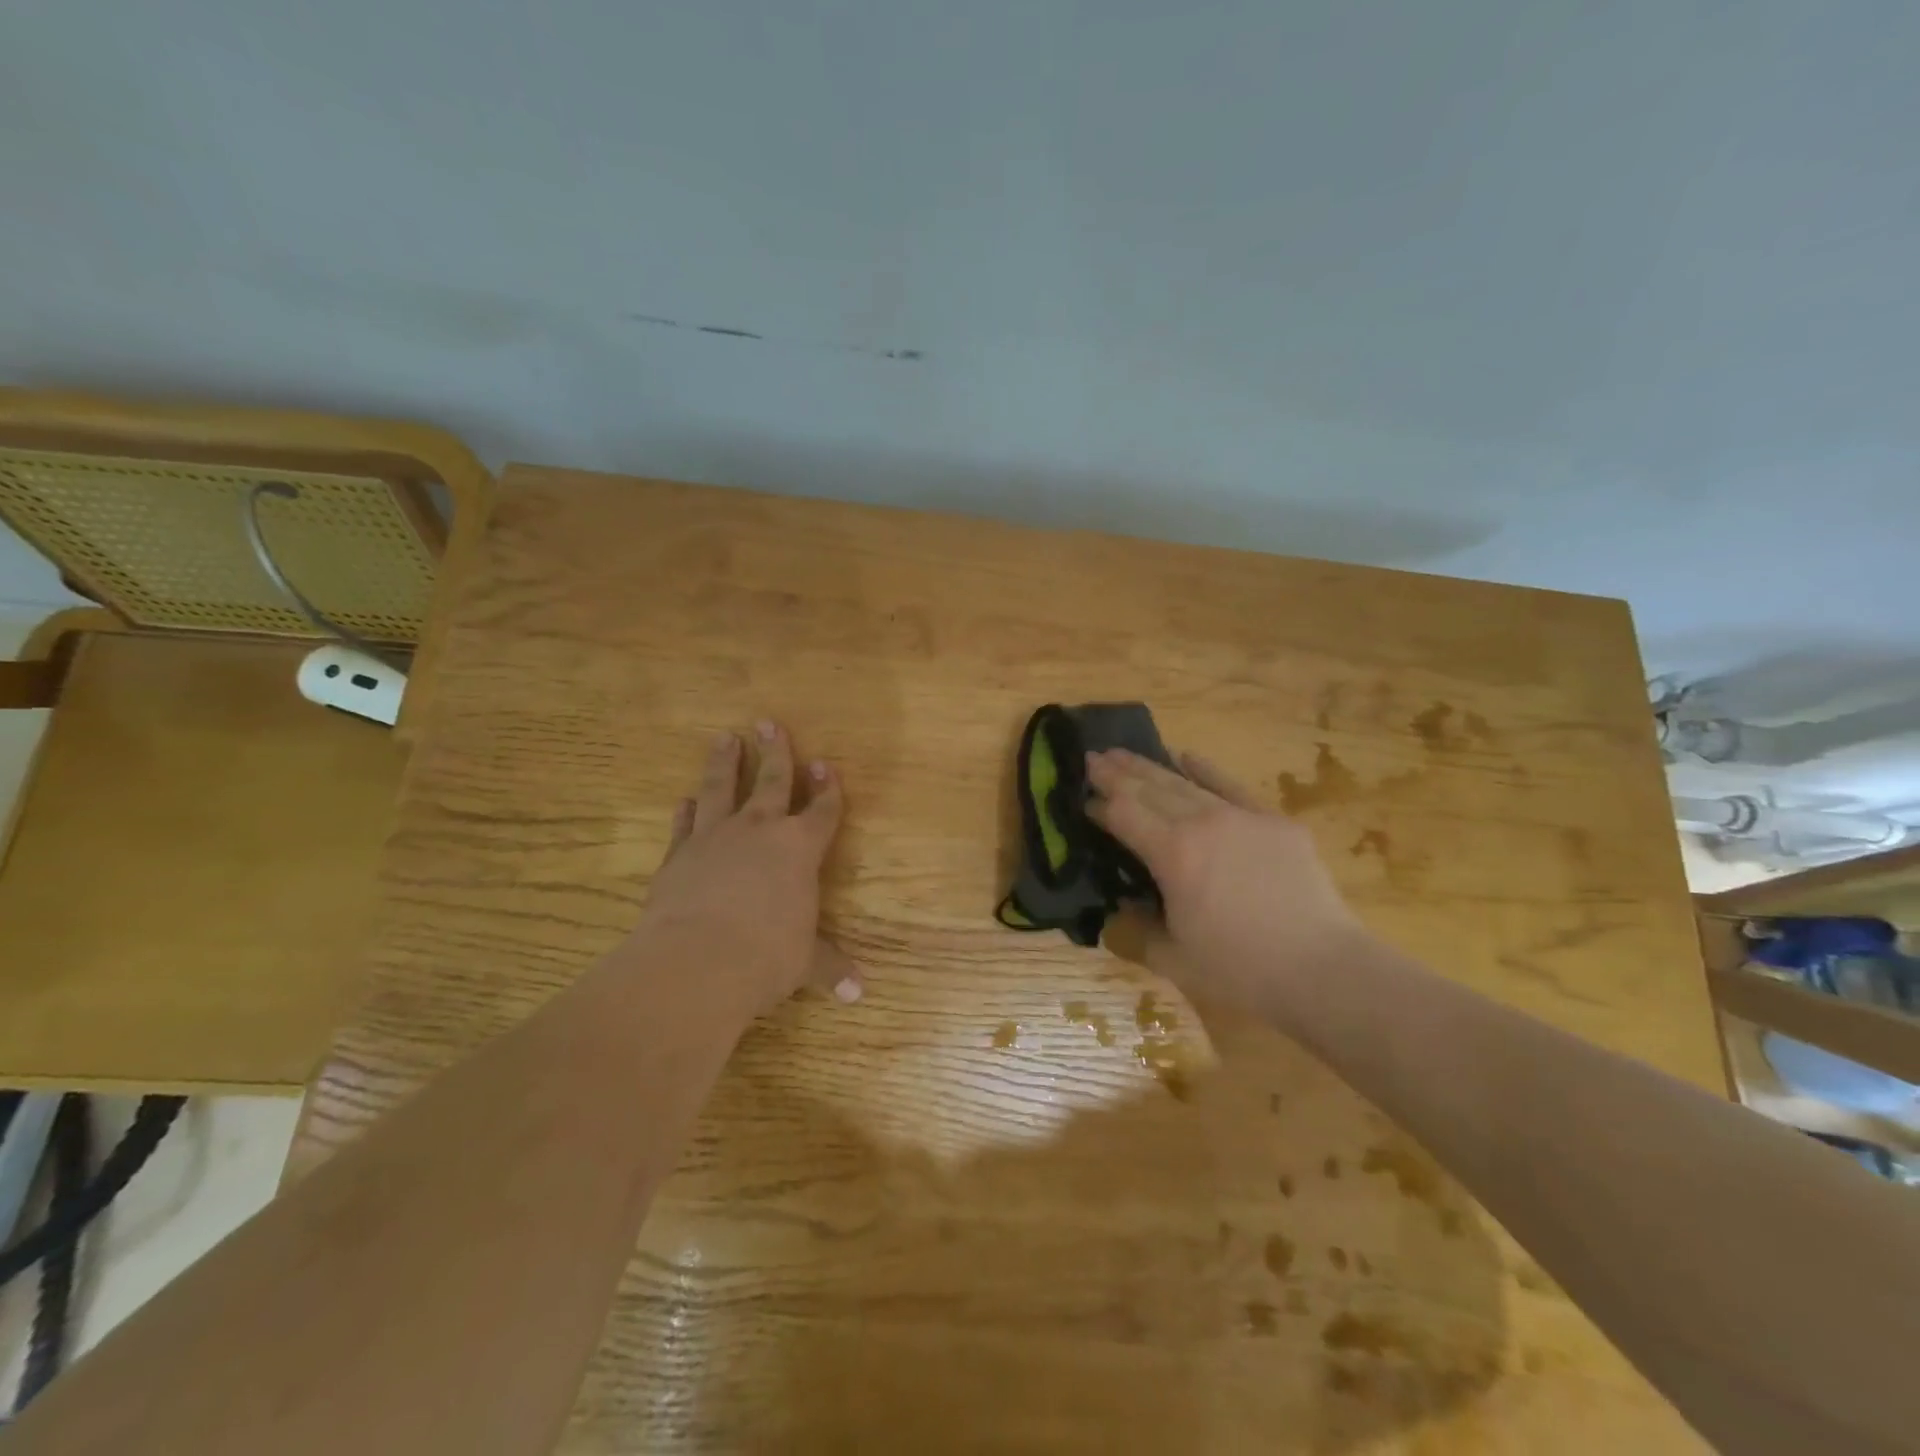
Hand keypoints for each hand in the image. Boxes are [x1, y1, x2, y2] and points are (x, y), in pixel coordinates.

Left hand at [639, 722, 860, 1020]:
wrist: (697, 962)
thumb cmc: (766, 956)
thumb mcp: (805, 963)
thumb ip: (830, 968)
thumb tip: (860, 994)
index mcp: (800, 849)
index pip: (823, 811)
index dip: (828, 789)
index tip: (826, 766)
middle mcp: (760, 831)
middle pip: (773, 781)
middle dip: (777, 753)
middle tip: (769, 723)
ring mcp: (716, 838)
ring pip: (721, 788)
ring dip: (724, 763)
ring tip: (725, 737)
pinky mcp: (680, 854)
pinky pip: (686, 824)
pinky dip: (686, 811)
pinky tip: (684, 800)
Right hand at [1086, 747, 1365, 1015]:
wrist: (1323, 969)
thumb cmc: (1240, 970)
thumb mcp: (1172, 959)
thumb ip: (1135, 933)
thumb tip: (1117, 912)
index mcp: (1172, 854)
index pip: (1124, 815)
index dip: (1099, 805)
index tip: (1081, 798)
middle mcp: (1202, 823)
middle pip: (1149, 789)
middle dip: (1116, 773)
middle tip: (1092, 756)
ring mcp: (1240, 816)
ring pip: (1184, 783)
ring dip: (1150, 767)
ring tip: (1123, 752)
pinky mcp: (1273, 821)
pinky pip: (1230, 785)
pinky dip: (1205, 770)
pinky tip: (1186, 755)